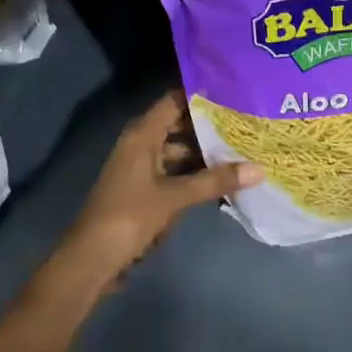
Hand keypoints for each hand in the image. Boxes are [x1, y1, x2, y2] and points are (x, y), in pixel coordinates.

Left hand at [48, 89, 261, 301]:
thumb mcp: (175, 197)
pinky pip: (174, 171)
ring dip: (204, 151)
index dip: (201, 95)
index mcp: (142, 134)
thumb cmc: (130, 216)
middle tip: (245, 122)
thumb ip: (215, 181)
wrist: (92, 258)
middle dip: (209, 125)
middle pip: (178, 124)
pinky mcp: (143, 188)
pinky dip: (194, 173)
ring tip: (241, 148)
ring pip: (177, 150)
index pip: (174, 101)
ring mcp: (141, 166)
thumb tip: (259, 169)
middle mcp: (140, 143)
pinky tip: (220, 179)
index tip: (234, 93)